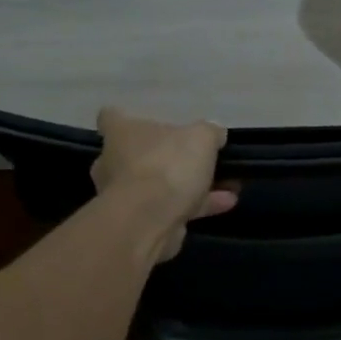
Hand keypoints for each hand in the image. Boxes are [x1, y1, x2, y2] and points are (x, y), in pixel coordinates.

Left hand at [91, 108, 237, 260]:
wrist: (148, 221)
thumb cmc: (167, 166)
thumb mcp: (201, 138)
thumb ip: (210, 132)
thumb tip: (215, 134)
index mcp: (121, 133)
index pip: (111, 117)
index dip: (128, 119)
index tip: (150, 125)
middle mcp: (115, 162)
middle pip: (140, 154)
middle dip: (169, 159)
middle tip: (201, 161)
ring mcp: (124, 195)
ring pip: (160, 185)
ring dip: (193, 186)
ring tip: (229, 186)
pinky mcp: (139, 222)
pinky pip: (170, 208)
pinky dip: (196, 206)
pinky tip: (227, 204)